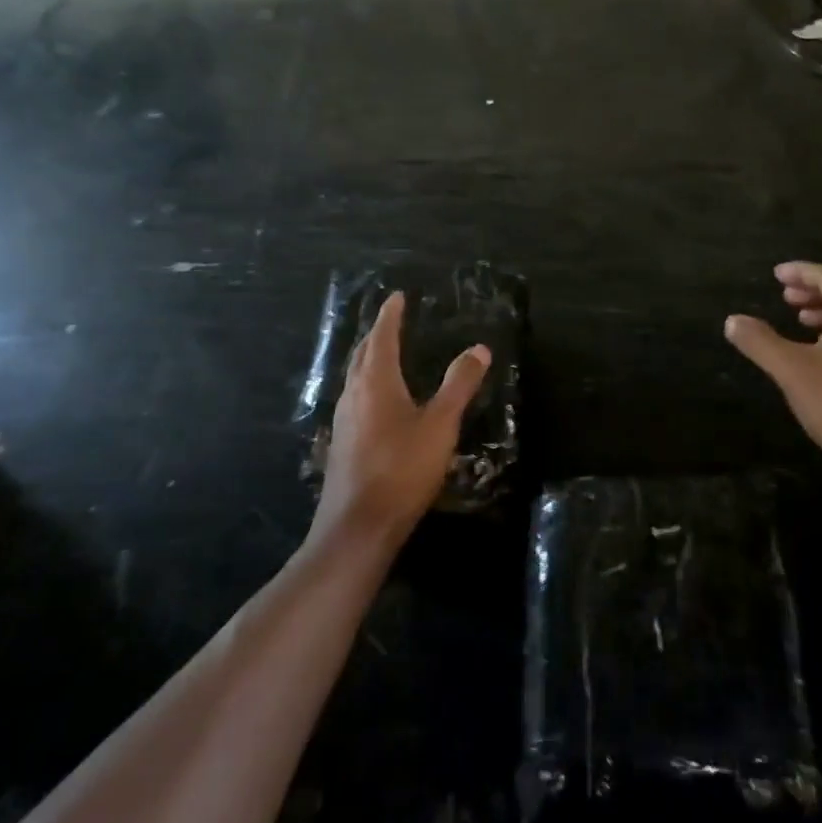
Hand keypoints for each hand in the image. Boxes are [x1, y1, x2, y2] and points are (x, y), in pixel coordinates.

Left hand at [315, 292, 490, 545]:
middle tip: (391, 320)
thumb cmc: (402, 468)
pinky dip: (368, 383)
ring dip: (369, 358)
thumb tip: (479, 348)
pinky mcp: (342, 443)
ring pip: (355, 376)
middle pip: (362, 353)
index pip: (382, 337)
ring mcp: (344, 420)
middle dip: (377, 334)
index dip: (390, 315)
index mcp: (376, 382)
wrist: (358, 526)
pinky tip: (378, 401)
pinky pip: (355, 398)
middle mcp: (354, 394)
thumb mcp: (440, 424)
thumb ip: (459, 384)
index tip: (397, 296)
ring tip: (386, 353)